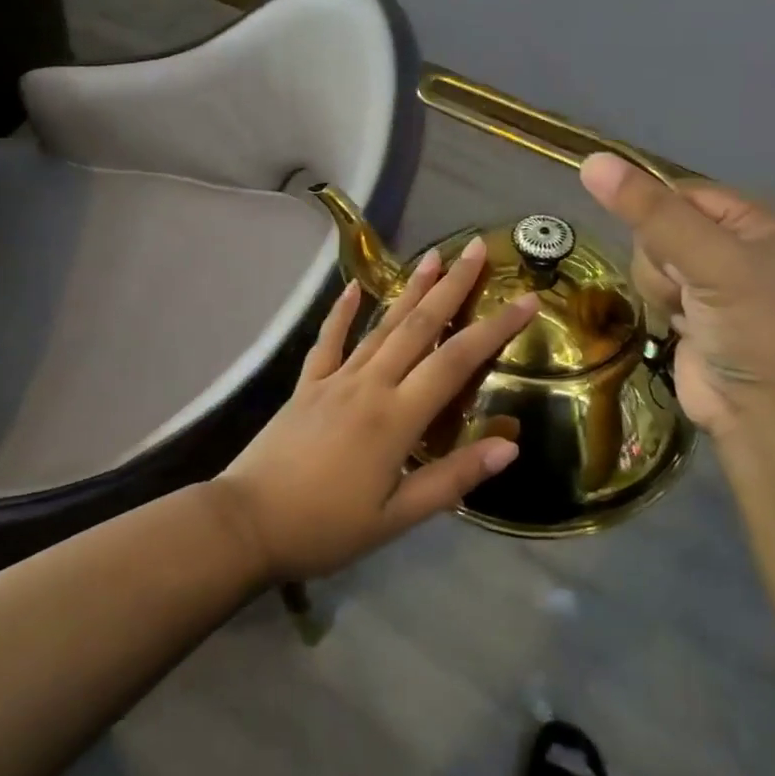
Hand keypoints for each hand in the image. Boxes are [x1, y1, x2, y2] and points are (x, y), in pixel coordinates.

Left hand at [211, 237, 538, 581]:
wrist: (248, 523)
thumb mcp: (396, 517)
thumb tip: (510, 445)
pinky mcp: (306, 384)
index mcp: (396, 417)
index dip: (494, 329)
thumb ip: (452, 478)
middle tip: (477, 248)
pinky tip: (353, 287)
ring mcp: (334, 379)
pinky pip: (328, 340)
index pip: (456, 361)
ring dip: (409, 290)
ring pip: (380, 325)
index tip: (527, 300)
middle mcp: (369, 384)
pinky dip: (342, 312)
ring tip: (433, 257)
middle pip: (419, 326)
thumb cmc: (326, 527)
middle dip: (452, 286)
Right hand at [580, 154, 774, 440]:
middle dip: (660, 260)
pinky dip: (659, 304)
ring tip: (687, 313)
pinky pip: (650, 285)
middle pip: (655, 225)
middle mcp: (731, 240)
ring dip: (658, 286)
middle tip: (689, 289)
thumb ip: (649, 212)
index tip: (673, 253)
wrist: (763, 412)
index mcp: (750, 217)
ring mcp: (710, 277)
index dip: (658, 219)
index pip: (674, 192)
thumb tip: (591, 161)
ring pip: (647, 258)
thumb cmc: (751, 328)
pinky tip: (681, 325)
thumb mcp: (707, 261)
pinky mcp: (690, 307)